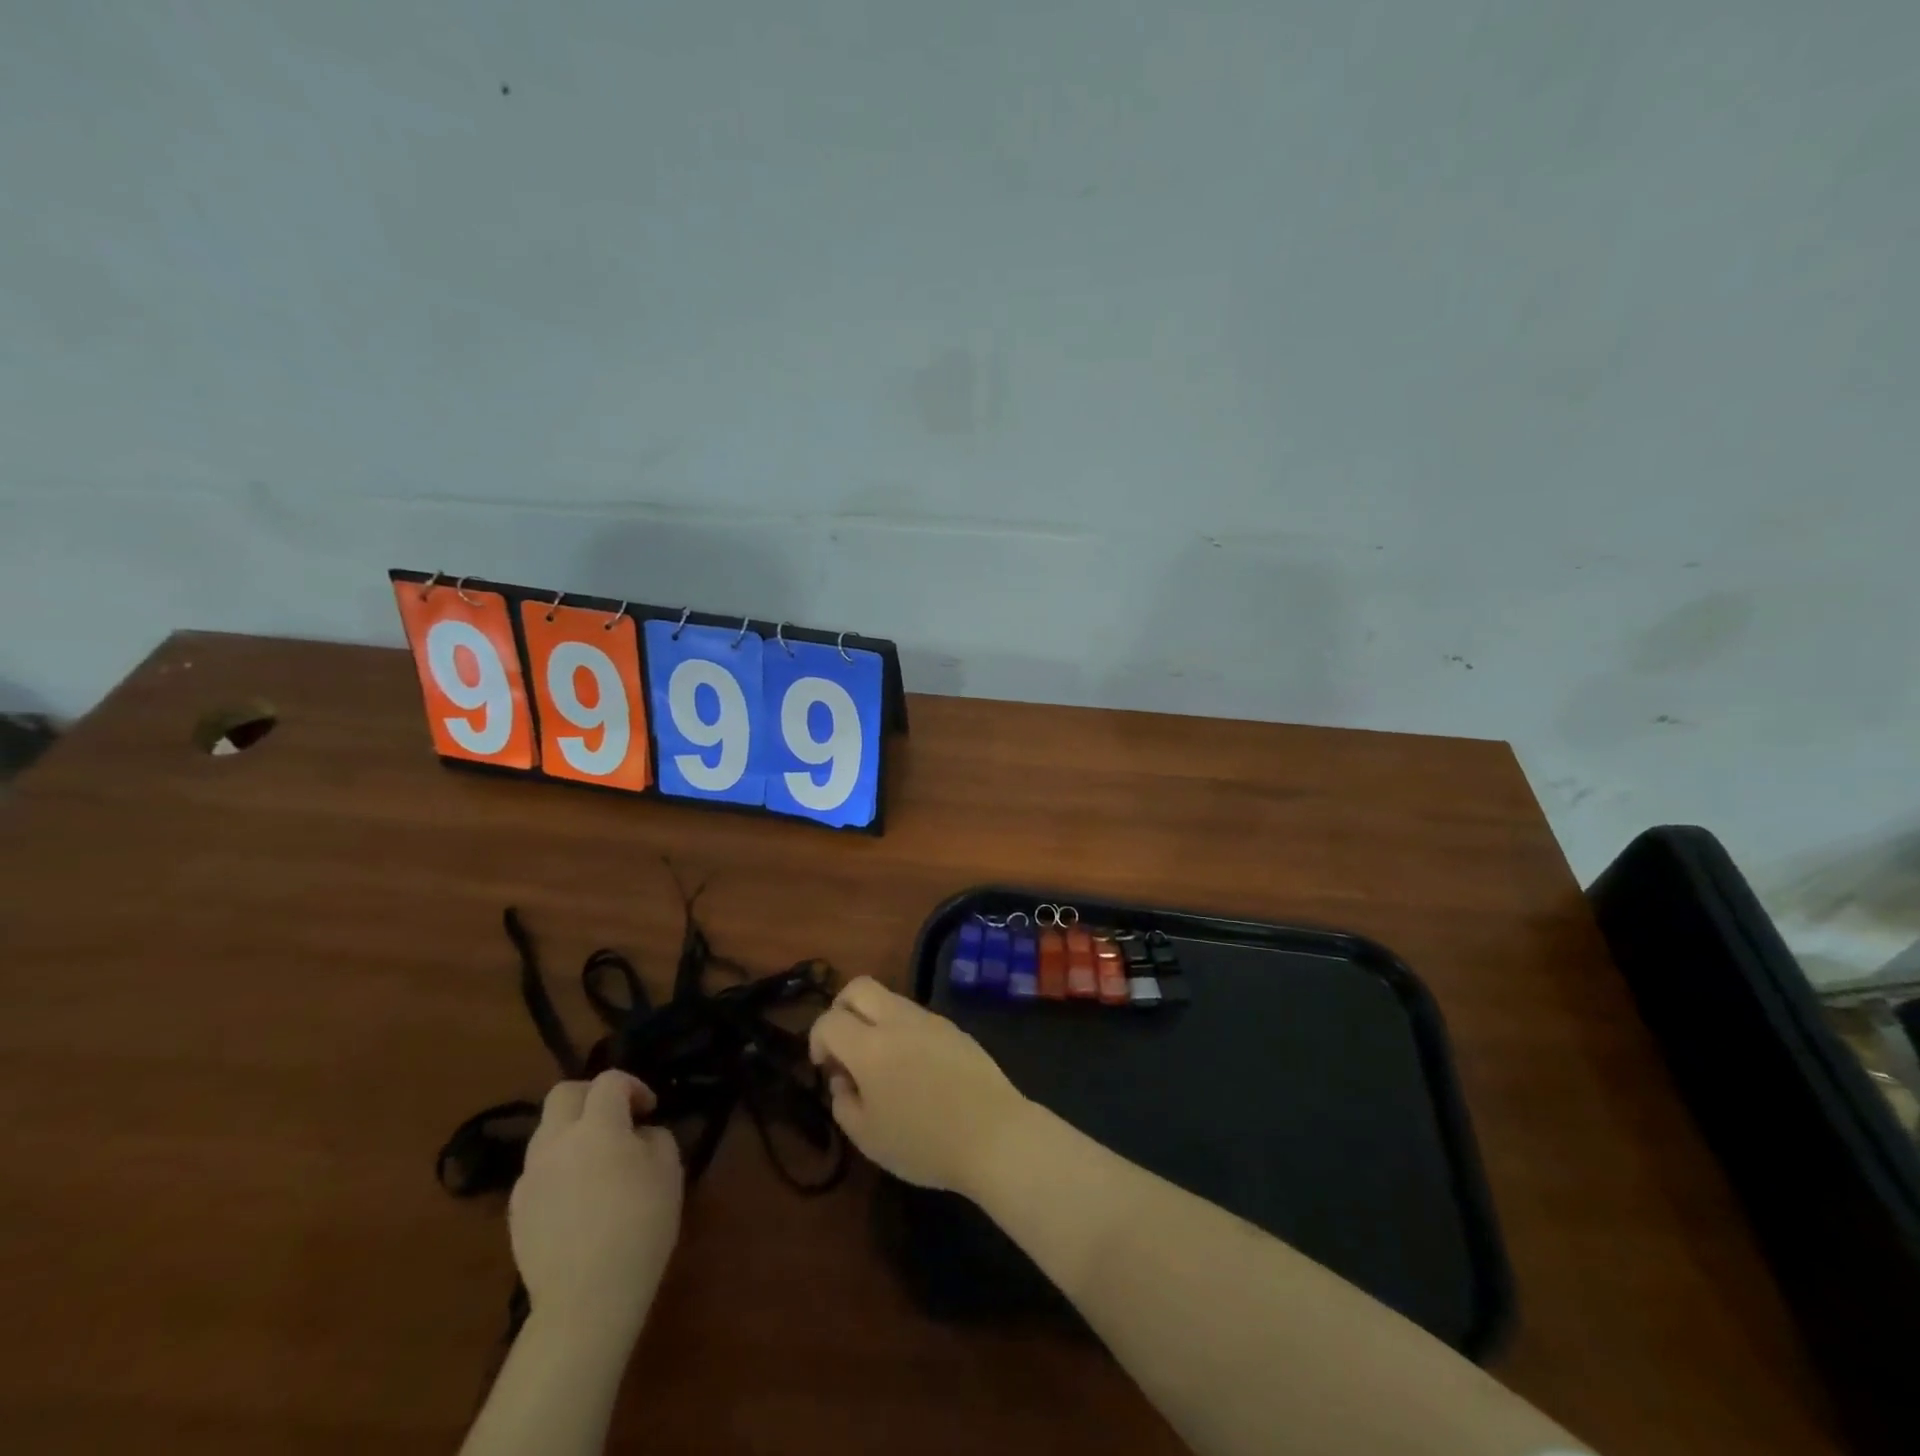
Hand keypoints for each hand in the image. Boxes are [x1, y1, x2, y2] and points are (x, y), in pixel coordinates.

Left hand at [509, 1070, 682, 1347]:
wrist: (586, 1299)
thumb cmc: (639, 1226)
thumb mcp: (669, 1171)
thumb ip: (656, 1138)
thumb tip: (639, 1135)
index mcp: (597, 1126)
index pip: (609, 1081)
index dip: (633, 1086)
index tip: (650, 1109)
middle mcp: (556, 1142)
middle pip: (563, 1093)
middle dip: (591, 1096)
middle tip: (617, 1118)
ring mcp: (530, 1177)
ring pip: (546, 1132)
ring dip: (572, 1131)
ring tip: (597, 1159)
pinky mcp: (516, 1210)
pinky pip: (538, 1170)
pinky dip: (558, 1167)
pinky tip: (577, 1197)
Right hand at [809, 977, 1031, 1194]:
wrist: (995, 1134)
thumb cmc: (925, 1143)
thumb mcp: (868, 1138)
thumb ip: (844, 1103)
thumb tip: (842, 1079)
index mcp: (870, 1047)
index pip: (829, 1020)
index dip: (816, 1040)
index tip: (824, 1067)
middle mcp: (897, 1021)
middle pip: (858, 988)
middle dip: (841, 1009)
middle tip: (844, 1047)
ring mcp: (929, 1019)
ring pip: (889, 998)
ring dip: (873, 1019)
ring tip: (880, 1063)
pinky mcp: (953, 1027)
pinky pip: (915, 1016)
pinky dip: (901, 1030)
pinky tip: (913, 1068)